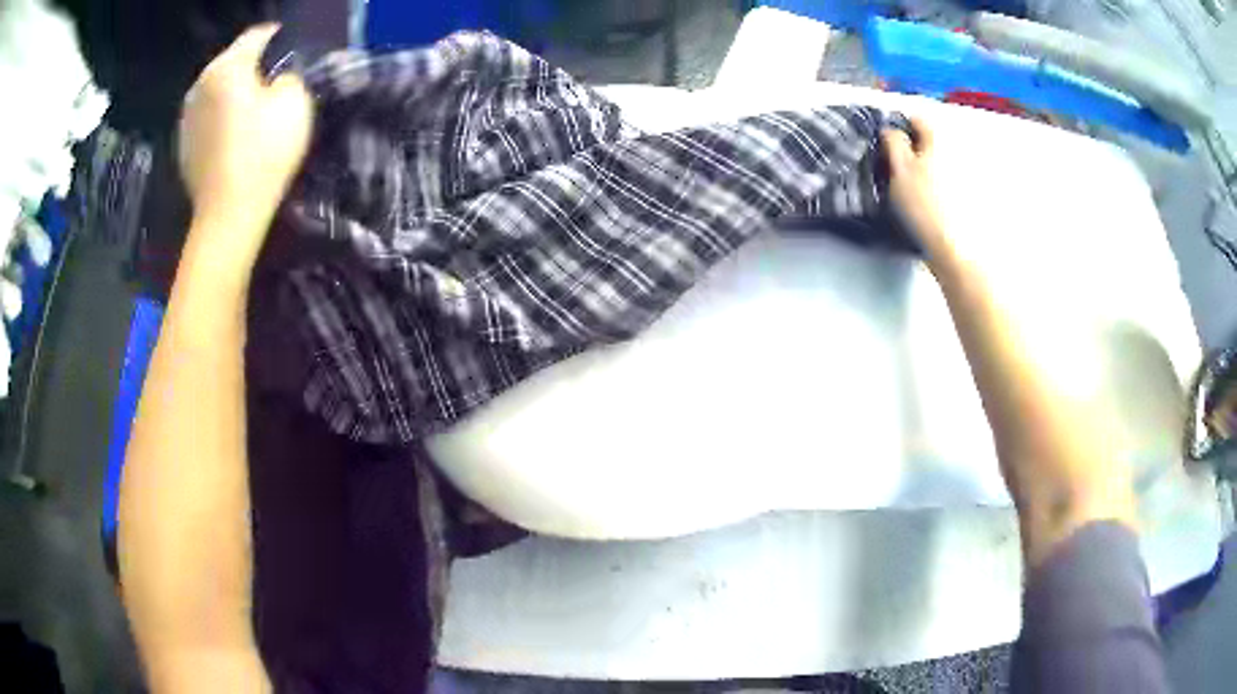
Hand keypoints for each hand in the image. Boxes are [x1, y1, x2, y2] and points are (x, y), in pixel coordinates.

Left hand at [178, 24, 313, 256]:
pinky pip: (205, 115)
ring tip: (249, 104)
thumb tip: (277, 78)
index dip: (275, 37)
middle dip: (250, 64)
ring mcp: (187, 115)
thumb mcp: (295, 103)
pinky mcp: (183, 143)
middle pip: (231, 60)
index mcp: (228, 67)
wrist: (227, 214)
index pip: (256, 35)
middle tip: (271, 76)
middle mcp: (201, 84)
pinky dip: (218, 115)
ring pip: (215, 88)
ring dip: (232, 89)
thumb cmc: (263, 154)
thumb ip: (289, 77)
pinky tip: (231, 132)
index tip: (287, 44)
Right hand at [882, 118, 947, 257]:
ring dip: (920, 168)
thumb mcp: (899, 168)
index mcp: (937, 142)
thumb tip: (890, 130)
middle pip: (927, 142)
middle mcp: (953, 154)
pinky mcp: (961, 200)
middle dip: (910, 147)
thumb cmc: (922, 204)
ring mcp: (960, 178)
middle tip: (892, 163)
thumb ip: (893, 142)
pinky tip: (921, 202)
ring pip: (933, 163)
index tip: (886, 141)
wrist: (949, 247)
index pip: (917, 120)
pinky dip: (929, 185)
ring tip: (905, 185)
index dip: (899, 125)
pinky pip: (940, 182)